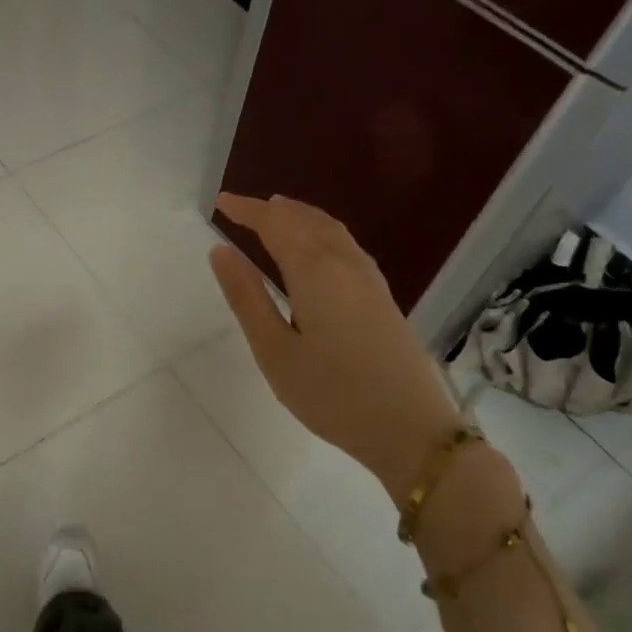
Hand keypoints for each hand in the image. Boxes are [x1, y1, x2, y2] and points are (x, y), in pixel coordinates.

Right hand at [208, 193, 462, 494]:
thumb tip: (220, 251)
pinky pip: (346, 245)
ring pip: (331, 230)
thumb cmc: (332, 394)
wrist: (410, 429)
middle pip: (307, 220)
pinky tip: (318, 250)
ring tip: (277, 216)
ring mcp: (369, 279)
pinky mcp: (382, 297)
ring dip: (300, 216)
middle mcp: (345, 263)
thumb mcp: (274, 351)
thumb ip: (247, 297)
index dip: (247, 210)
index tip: (220, 202)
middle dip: (273, 210)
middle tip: (243, 209)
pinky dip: (322, 232)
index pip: (276, 224)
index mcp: (315, 271)